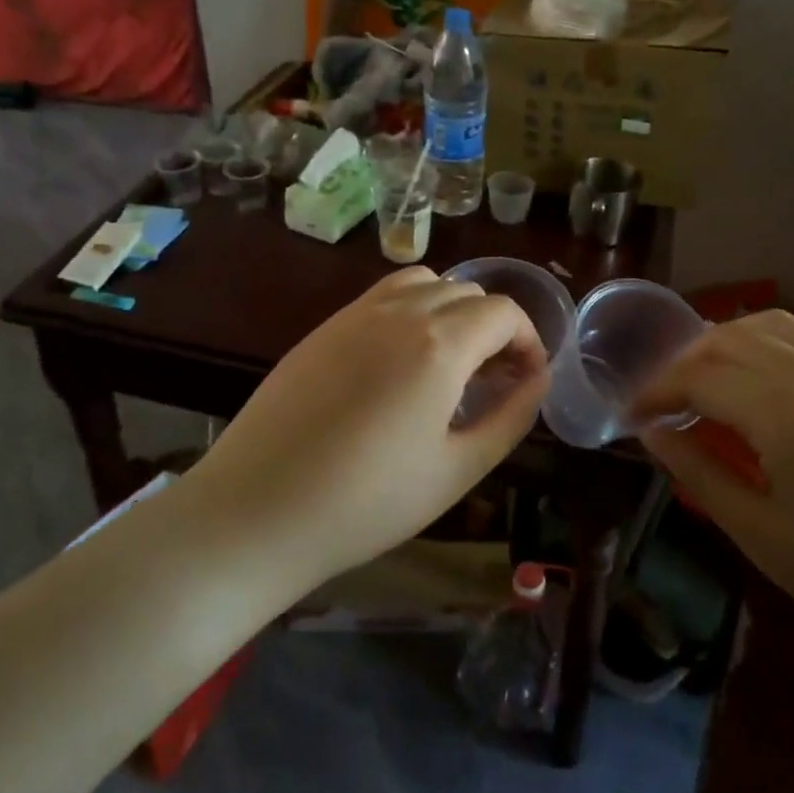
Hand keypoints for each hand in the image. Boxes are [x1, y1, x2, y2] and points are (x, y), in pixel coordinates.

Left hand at [190, 268, 549, 594]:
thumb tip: (536, 381)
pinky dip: (411, 311)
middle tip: (492, 382)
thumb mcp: (457, 470)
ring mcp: (355, 314)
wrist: (257, 509)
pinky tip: (400, 363)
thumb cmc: (367, 502)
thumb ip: (509, 418)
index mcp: (439, 344)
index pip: (504, 312)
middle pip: (467, 293)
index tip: (527, 381)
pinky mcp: (324, 327)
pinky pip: (383, 296)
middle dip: (494, 329)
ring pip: (425, 283)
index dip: (528, 341)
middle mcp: (400, 311)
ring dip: (452, 311)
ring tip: (449, 363)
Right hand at [634, 311, 793, 675]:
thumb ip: (699, 472)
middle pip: (727, 342)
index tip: (632, 417)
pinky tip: (754, 379)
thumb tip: (653, 432)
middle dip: (682, 365)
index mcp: (787, 416)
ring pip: (767, 327)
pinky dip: (763, 342)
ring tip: (701, 382)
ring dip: (721, 344)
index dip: (656, 392)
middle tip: (660, 403)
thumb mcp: (761, 535)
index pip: (700, 379)